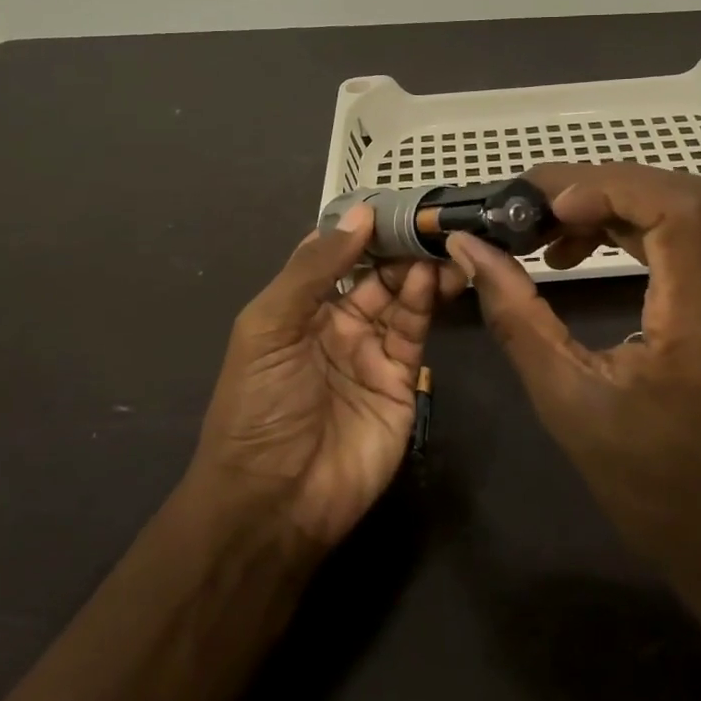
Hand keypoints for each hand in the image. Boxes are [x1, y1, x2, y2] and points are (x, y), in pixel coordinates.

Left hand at [191, 205, 462, 550]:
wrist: (276, 500)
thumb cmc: (259, 405)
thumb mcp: (268, 327)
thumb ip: (313, 270)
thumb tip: (359, 215)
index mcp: (299, 308)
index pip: (336, 256)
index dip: (360, 229)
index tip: (392, 201)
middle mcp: (337, 324)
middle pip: (375, 273)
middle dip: (398, 246)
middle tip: (430, 219)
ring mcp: (371, 352)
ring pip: (401, 297)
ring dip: (417, 269)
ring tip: (440, 242)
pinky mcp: (402, 380)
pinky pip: (414, 331)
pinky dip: (424, 301)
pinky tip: (432, 277)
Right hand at [444, 163, 700, 586]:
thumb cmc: (649, 484)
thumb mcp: (565, 401)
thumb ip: (515, 313)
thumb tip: (467, 245)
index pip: (681, 209)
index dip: (610, 187)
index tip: (546, 208)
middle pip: (680, 198)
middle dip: (597, 190)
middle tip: (528, 211)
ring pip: (685, 212)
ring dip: (612, 208)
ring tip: (547, 236)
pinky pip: (692, 240)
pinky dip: (635, 230)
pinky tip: (588, 252)